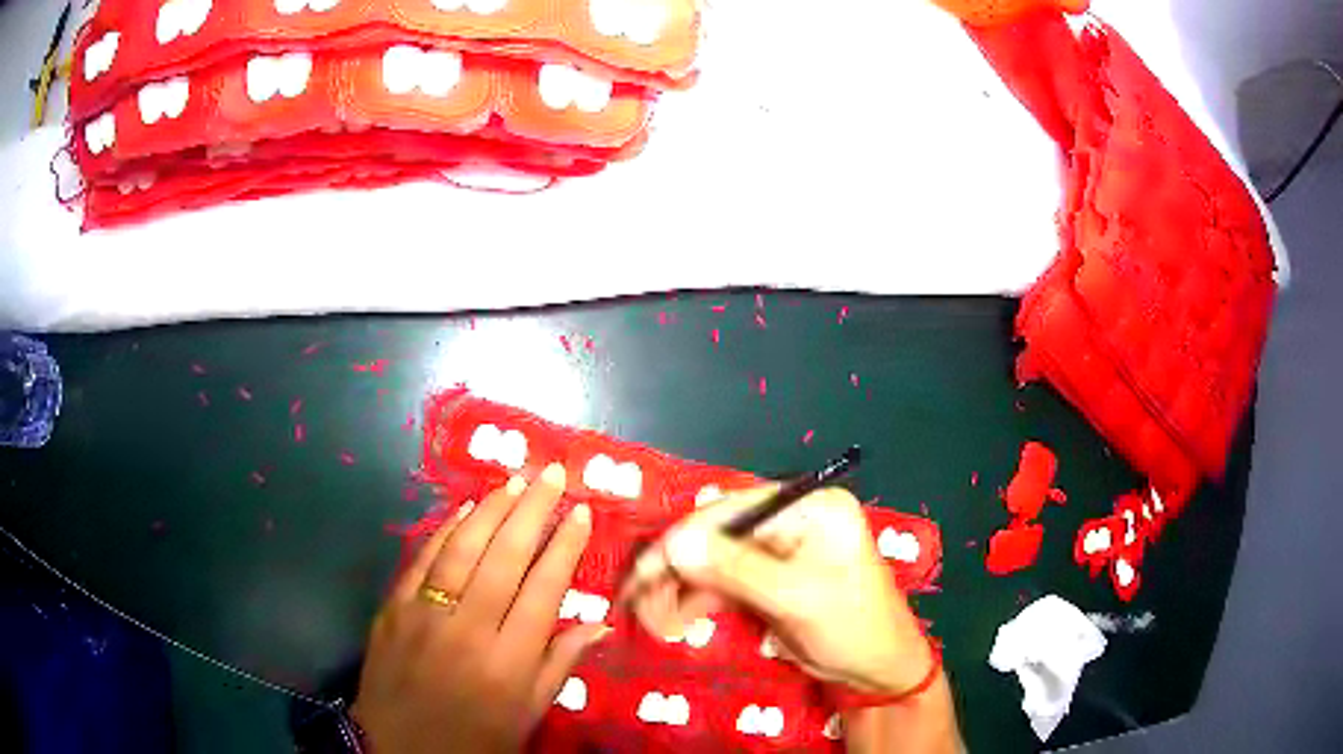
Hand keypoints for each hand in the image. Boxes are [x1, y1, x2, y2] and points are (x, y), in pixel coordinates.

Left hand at [353, 464, 607, 753]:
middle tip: (553, 474)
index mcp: (509, 662)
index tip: (582, 513)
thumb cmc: (474, 739)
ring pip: (462, 549)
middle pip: (505, 558)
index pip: (544, 590)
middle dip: (533, 510)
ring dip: (491, 509)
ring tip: (515, 481)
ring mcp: (424, 614)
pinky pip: (422, 560)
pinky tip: (465, 508)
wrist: (398, 748)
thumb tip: (599, 622)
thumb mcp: (528, 715)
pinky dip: (446, 530)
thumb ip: (560, 665)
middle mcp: (469, 630)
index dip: (565, 547)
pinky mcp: (393, 608)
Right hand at [621, 486, 931, 695]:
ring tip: (649, 618)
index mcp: (808, 506)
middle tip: (637, 599)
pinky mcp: (769, 578)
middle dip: (675, 568)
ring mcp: (778, 549)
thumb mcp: (796, 598)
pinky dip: (695, 599)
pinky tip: (672, 619)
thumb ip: (735, 569)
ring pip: (713, 560)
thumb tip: (675, 543)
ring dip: (678, 587)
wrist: (878, 670)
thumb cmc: (852, 626)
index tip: (645, 572)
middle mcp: (791, 519)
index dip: (684, 539)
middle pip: (717, 534)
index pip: (732, 511)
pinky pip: (722, 581)